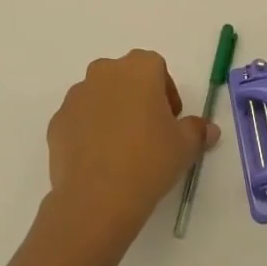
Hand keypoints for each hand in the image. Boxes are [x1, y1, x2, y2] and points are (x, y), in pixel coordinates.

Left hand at [45, 50, 219, 245]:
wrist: (96, 198)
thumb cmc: (148, 161)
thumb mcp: (184, 147)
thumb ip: (197, 131)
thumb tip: (209, 129)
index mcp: (139, 68)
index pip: (156, 68)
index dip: (166, 93)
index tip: (171, 121)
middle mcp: (105, 71)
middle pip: (126, 77)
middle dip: (137, 98)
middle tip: (148, 134)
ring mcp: (77, 95)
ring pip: (100, 96)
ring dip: (111, 112)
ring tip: (121, 150)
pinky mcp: (57, 120)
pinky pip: (79, 119)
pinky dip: (88, 132)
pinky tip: (98, 161)